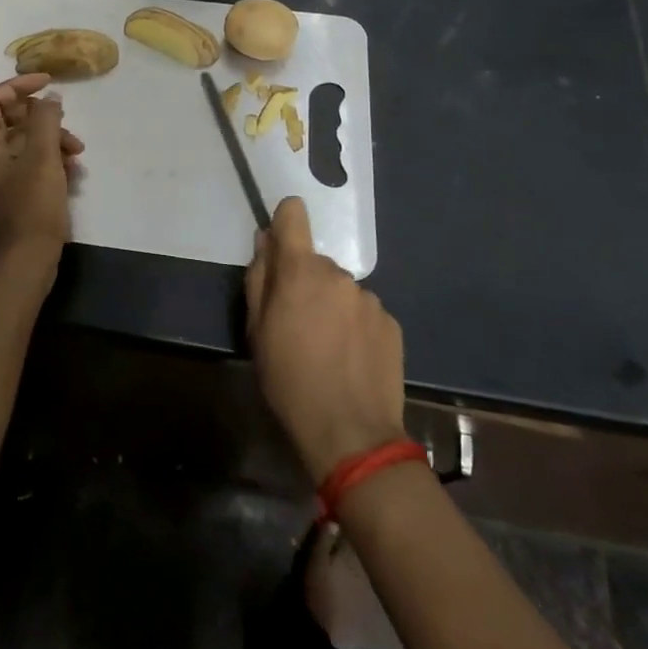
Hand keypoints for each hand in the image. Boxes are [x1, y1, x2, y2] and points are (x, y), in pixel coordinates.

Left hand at [0, 73, 83, 283]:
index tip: (48, 82)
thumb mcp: (42, 156)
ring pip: (23, 144)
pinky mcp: (10, 196)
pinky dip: (49, 161)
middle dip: (42, 118)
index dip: (19, 85)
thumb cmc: (31, 206)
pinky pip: (28, 166)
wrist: (26, 263)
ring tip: (77, 153)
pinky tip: (72, 171)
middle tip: (67, 122)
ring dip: (51, 141)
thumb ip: (45, 119)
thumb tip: (49, 98)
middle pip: (9, 121)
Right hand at [245, 197, 407, 484]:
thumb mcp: (256, 331)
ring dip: (332, 305)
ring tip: (328, 348)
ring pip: (341, 289)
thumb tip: (264, 242)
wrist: (351, 434)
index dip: (285, 221)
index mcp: (300, 270)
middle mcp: (338, 273)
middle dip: (305, 282)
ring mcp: (369, 298)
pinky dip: (355, 326)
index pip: (294, 214)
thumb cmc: (289, 380)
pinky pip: (364, 312)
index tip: (279, 246)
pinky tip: (351, 360)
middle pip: (315, 262)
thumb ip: (258, 279)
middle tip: (298, 324)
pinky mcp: (391, 322)